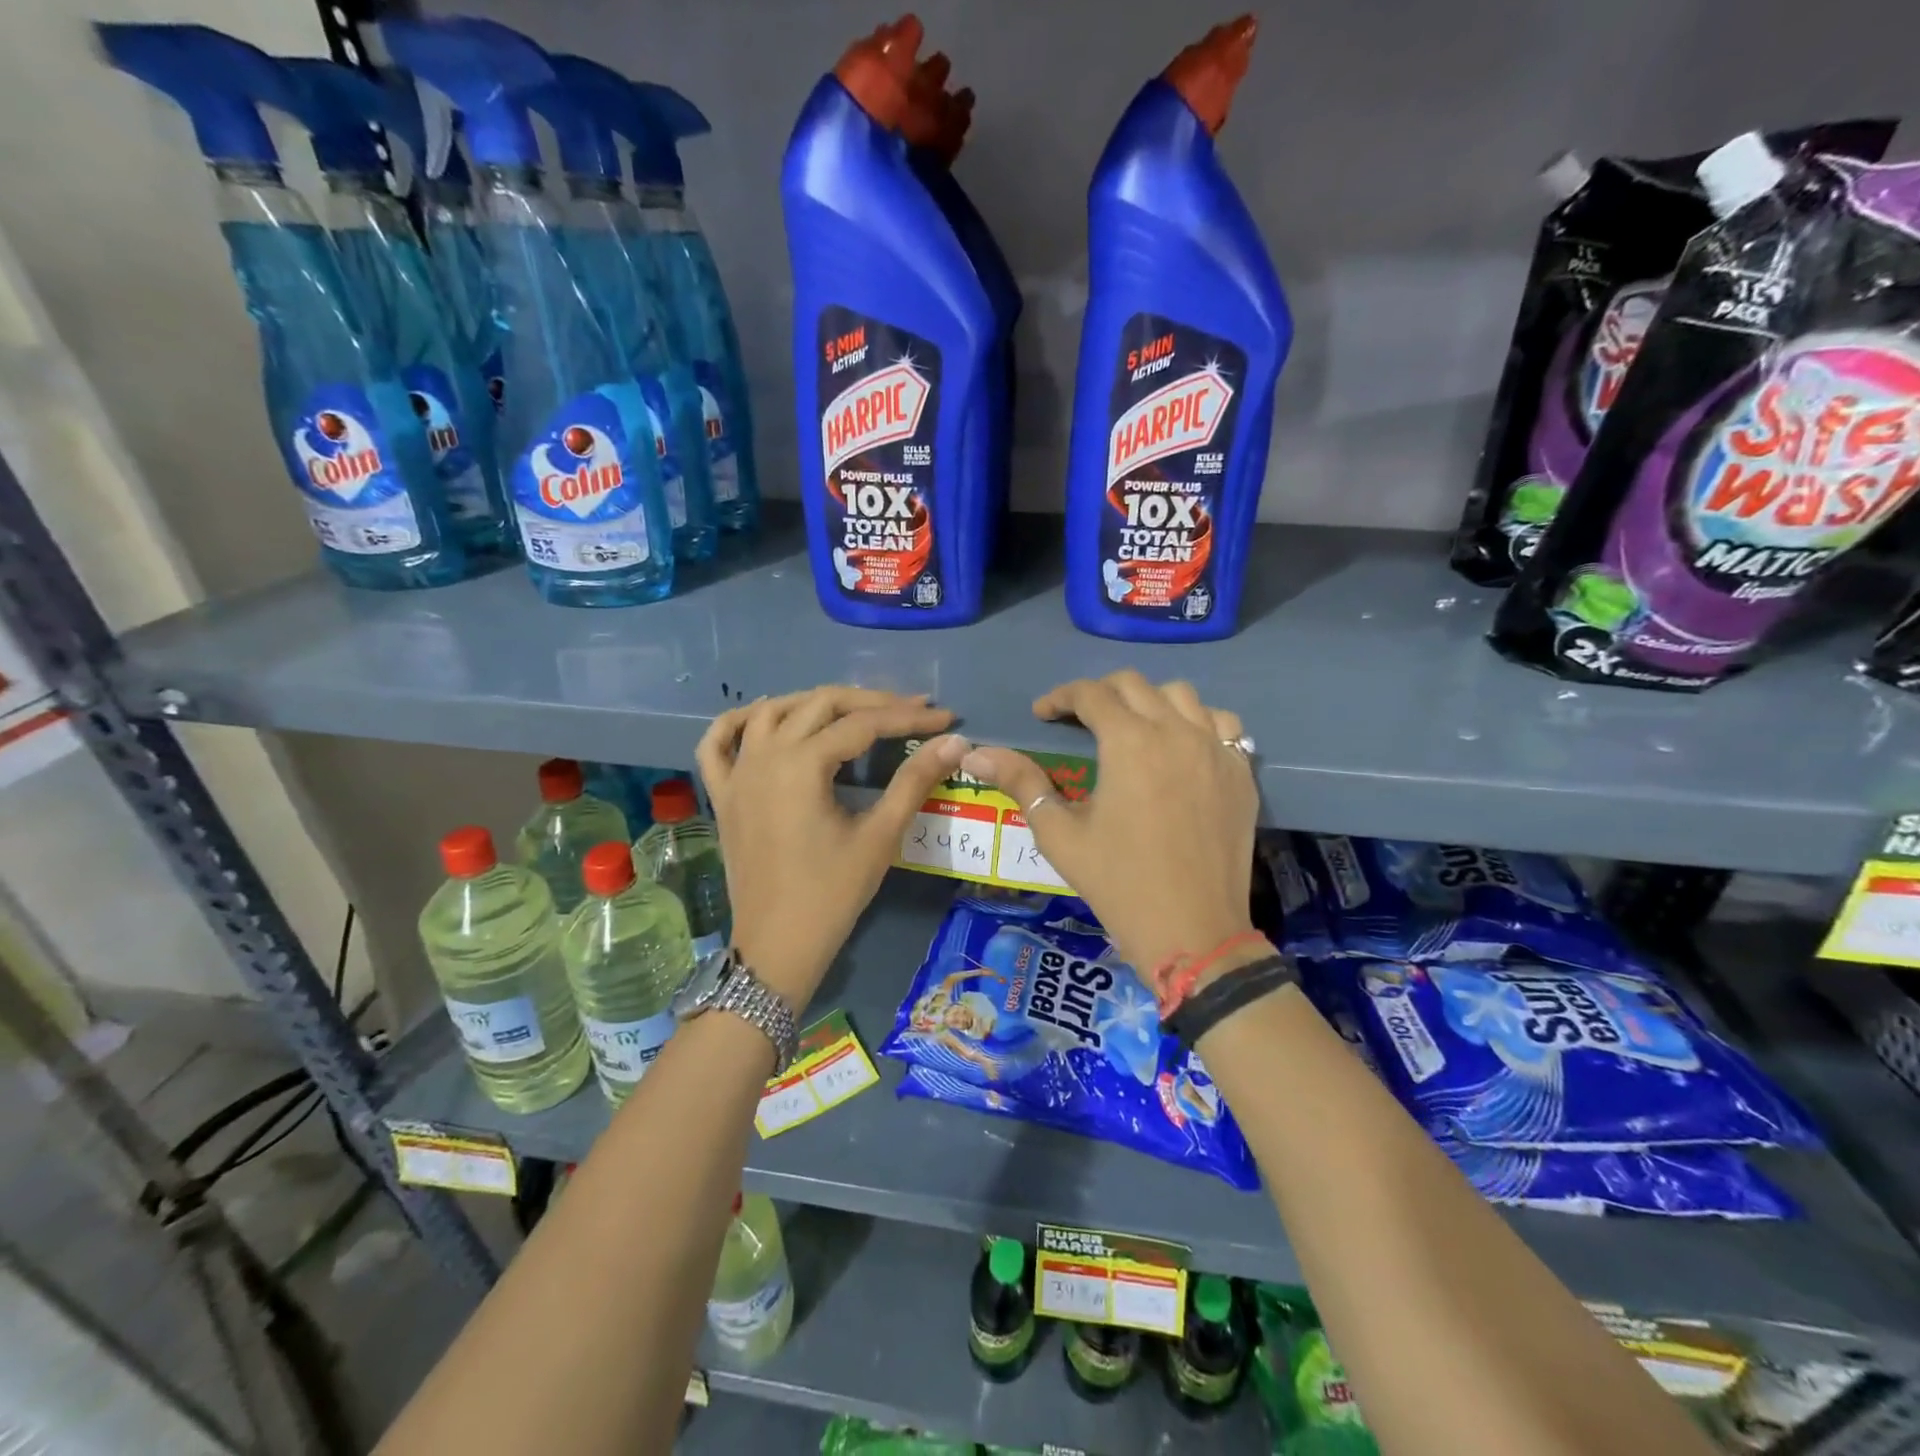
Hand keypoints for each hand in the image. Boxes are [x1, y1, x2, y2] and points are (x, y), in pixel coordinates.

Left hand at [696, 686, 968, 1007]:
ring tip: (853, 709)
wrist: (778, 946)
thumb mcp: (880, 836)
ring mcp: (736, 773)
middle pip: (820, 704)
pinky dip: (740, 721)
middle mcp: (764, 755)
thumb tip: (954, 742)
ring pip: (772, 712)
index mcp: (802, 764)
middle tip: (911, 709)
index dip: (908, 717)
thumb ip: (914, 781)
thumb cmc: (832, 894)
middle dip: (870, 701)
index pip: (863, 723)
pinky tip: (766, 716)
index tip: (944, 717)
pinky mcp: (722, 794)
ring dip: (813, 702)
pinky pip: (718, 742)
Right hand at [961, 672, 1258, 974]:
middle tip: (1079, 720)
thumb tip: (975, 753)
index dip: (1059, 697)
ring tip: (1131, 728)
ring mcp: (1215, 749)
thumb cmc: (1118, 882)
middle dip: (1099, 694)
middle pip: (1134, 685)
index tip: (1042, 714)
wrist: (1192, 930)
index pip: (1090, 694)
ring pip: (1181, 696)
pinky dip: (1197, 721)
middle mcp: (1176, 731)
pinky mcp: (1240, 772)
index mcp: (1129, 742)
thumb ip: (1021, 782)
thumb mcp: (1059, 833)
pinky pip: (1221, 724)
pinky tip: (1181, 745)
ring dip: (1149, 701)